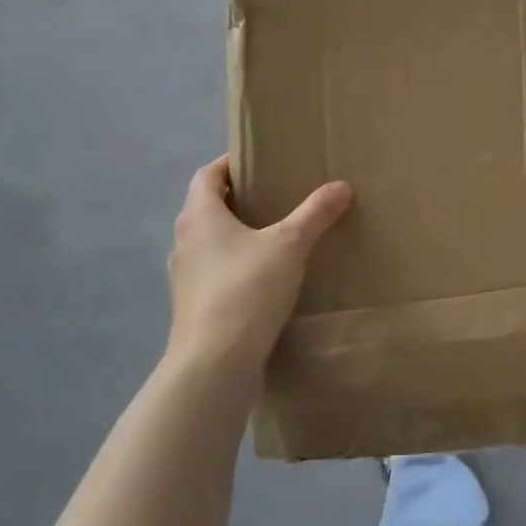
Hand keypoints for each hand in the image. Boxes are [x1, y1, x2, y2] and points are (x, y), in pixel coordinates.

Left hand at [167, 156, 352, 366]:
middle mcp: (185, 242)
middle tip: (278, 195)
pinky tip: (268, 279)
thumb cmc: (246, 290)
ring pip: (212, 243)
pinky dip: (238, 266)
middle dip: (240, 199)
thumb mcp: (289, 246)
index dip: (230, 163)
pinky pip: (217, 273)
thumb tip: (340, 186)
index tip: (259, 161)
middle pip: (208, 208)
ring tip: (277, 236)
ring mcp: (186, 278)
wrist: (214, 365)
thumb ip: (315, 214)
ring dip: (238, 235)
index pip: (207, 175)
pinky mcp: (194, 308)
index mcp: (200, 216)